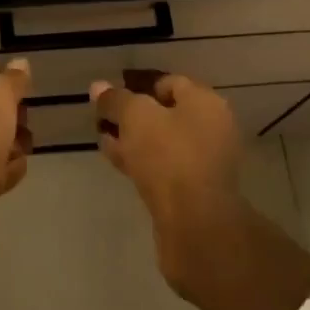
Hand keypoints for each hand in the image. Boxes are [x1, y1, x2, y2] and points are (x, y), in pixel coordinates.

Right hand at [90, 74, 243, 297]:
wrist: (196, 226)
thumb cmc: (169, 156)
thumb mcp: (135, 117)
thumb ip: (116, 100)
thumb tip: (98, 86)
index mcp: (206, 103)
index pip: (169, 83)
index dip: (138, 86)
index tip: (111, 96)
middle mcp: (211, 129)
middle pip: (165, 113)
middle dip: (132, 115)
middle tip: (103, 119)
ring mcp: (204, 163)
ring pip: (161, 143)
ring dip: (133, 140)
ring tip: (103, 138)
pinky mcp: (194, 193)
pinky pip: (163, 167)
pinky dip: (140, 161)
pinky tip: (115, 160)